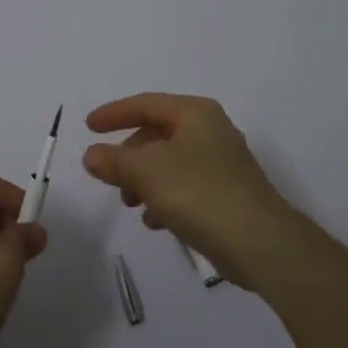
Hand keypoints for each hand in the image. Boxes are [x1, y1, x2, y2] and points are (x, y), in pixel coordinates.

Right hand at [83, 93, 305, 289]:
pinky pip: (184, 187)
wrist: (260, 244)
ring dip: (144, 180)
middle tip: (109, 175)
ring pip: (168, 163)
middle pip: (157, 134)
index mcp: (195, 113)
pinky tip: (156, 222)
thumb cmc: (200, 193)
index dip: (114, 113)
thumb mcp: (147, 172)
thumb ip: (114, 160)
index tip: (88, 127)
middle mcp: (210, 131)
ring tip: (131, 204)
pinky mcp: (226, 194)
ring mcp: (221, 163)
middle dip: (129, 155)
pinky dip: (164, 198)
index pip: (146, 104)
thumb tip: (92, 155)